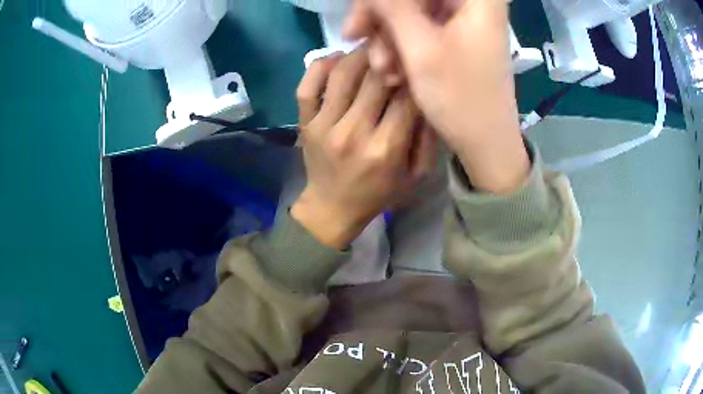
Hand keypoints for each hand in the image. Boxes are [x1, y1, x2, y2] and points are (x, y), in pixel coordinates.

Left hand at [291, 48, 435, 248]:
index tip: (417, 70)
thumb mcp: (416, 176)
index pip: (406, 97)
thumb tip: (427, 97)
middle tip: (397, 52)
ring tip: (372, 49)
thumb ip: (427, 139)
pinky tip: (338, 60)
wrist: (332, 208)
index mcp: (386, 149)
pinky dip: (322, 65)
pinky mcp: (305, 122)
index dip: (414, 77)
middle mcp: (354, 132)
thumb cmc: (378, 194)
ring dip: (360, 54)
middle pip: (376, 78)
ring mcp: (324, 125)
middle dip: (391, 59)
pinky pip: (308, 85)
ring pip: (343, 73)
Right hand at [344, 0, 529, 192]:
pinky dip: (403, 44)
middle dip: (382, 16)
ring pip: (413, 9)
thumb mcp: (420, 48)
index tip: (360, 19)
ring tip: (383, 69)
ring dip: (389, 35)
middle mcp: (475, 2)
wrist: (487, 143)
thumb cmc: (460, 98)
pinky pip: (421, 26)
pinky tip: (395, 69)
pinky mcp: (459, 35)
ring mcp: (466, 19)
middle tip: (356, 37)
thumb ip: (392, 8)